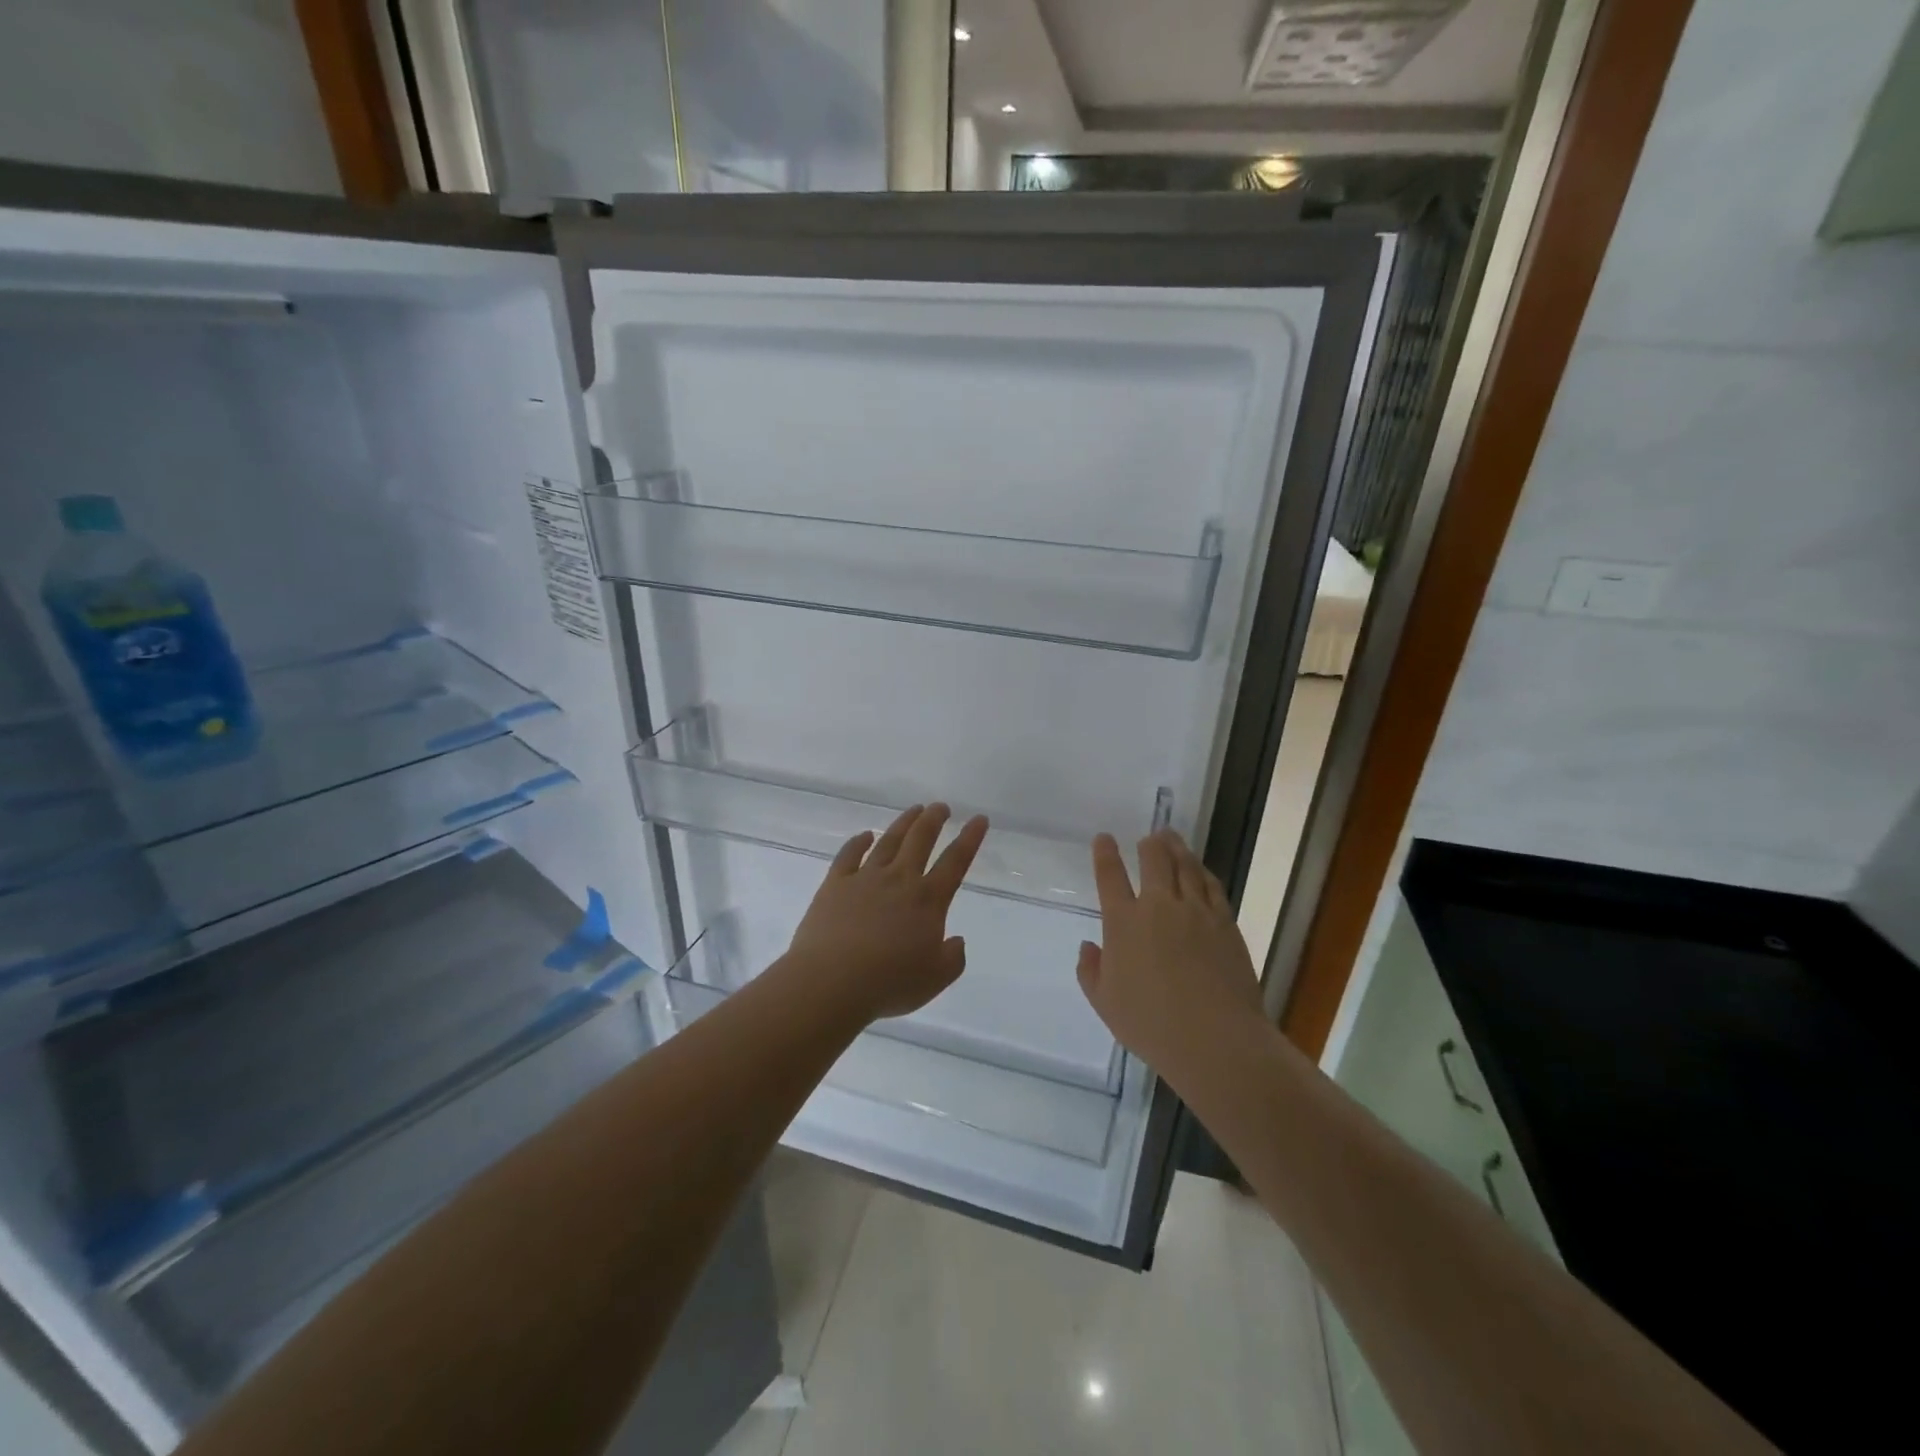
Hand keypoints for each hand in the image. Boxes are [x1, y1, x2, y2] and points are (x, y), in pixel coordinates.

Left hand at [783, 803, 987, 1025]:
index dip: (970, 839)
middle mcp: (899, 880)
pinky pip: (849, 855)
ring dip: (904, 823)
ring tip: (914, 809)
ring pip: (889, 841)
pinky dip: (858, 842)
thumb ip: (952, 959)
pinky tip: (864, 835)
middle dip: (934, 820)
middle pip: (920, 840)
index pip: (955, 862)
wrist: (831, 981)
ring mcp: (865, 879)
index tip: (978, 819)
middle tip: (941, 806)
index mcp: (928, 901)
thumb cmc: (889, 983)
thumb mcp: (934, 979)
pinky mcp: (835, 885)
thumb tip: (956, 941)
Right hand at [1076, 829, 1264, 1090]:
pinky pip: (1212, 886)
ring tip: (1172, 839)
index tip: (1104, 839)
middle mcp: (1159, 906)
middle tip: (1149, 837)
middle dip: (1149, 844)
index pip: (1110, 876)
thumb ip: (1091, 971)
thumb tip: (1090, 946)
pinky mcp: (1225, 923)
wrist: (1214, 1039)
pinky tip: (1201, 870)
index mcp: (1123, 922)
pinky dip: (1203, 872)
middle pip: (1154, 860)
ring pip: (1186, 866)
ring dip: (1176, 849)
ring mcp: (1196, 912)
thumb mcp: (1105, 1003)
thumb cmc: (1151, 1024)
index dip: (1105, 854)